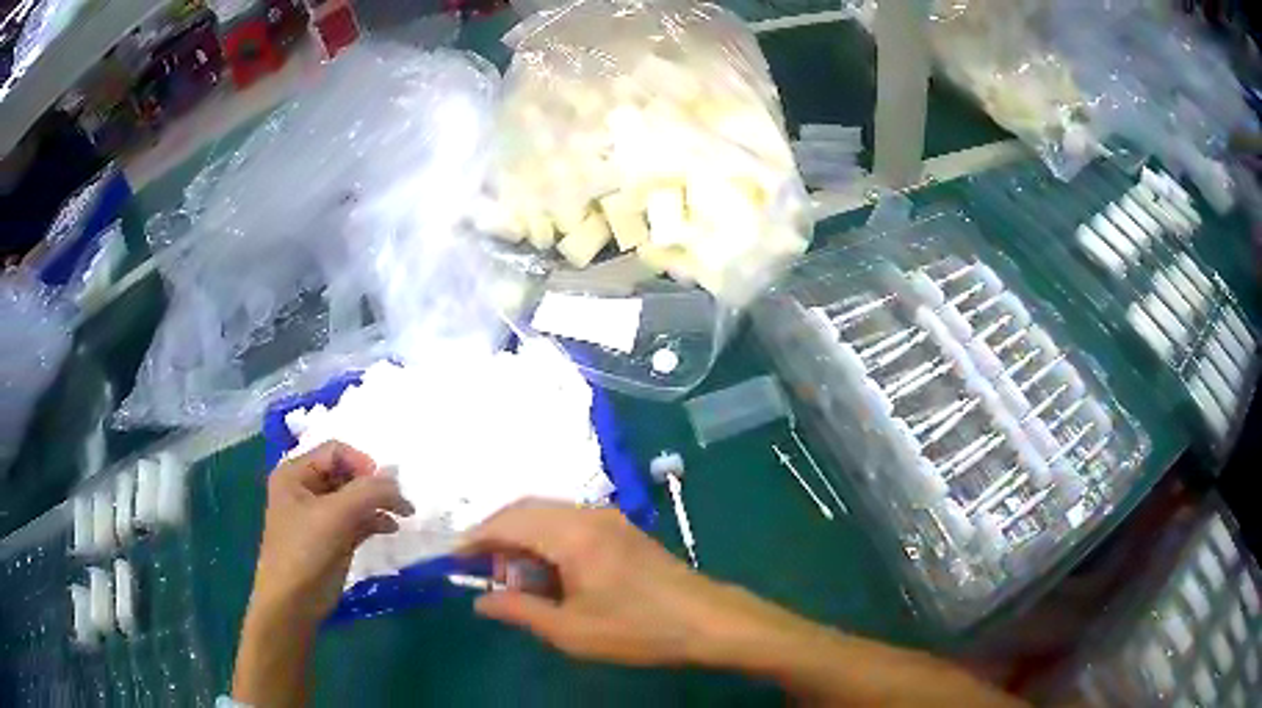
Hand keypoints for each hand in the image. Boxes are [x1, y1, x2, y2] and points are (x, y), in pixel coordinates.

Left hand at [250, 441, 414, 625]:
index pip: (336, 451)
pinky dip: (375, 520)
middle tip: (399, 500)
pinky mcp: (333, 537)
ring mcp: (319, 515)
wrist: (293, 602)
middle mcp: (305, 488)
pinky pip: (357, 518)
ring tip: (401, 514)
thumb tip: (397, 481)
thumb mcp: (335, 515)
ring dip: (377, 503)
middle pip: (347, 473)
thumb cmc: (305, 551)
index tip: (383, 485)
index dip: (362, 463)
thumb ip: (368, 492)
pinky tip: (390, 528)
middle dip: (373, 485)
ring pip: (354, 497)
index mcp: (295, 473)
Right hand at [458, 499, 779, 665]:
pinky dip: (547, 542)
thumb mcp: (570, 630)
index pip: (508, 523)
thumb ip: (519, 610)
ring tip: (517, 581)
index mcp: (572, 534)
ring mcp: (608, 518)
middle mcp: (587, 514)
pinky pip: (569, 524)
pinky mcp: (621, 530)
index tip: (453, 558)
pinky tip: (550, 575)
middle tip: (485, 574)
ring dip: (524, 540)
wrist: (707, 621)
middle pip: (526, 511)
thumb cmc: (636, 629)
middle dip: (498, 537)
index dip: (476, 538)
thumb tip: (480, 600)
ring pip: (548, 515)